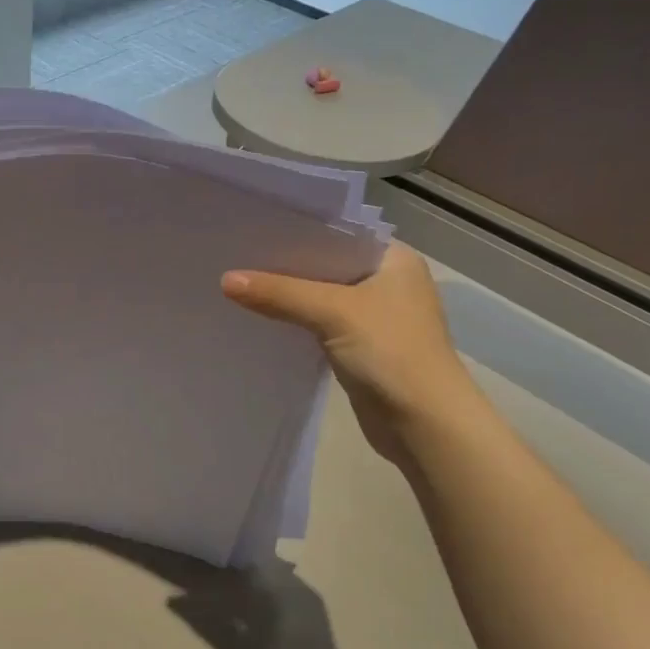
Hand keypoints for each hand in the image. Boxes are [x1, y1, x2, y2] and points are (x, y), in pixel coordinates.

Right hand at [220, 242, 476, 472]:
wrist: (425, 424)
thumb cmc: (391, 352)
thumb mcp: (332, 312)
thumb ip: (279, 293)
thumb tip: (224, 280)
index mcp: (395, 259)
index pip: (338, 232)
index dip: (297, 229)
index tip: (255, 224)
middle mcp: (387, 281)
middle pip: (326, 264)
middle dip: (286, 263)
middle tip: (237, 251)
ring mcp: (375, 316)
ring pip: (320, 295)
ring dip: (288, 293)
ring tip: (240, 279)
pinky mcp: (361, 345)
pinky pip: (319, 322)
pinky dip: (294, 318)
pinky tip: (260, 313)